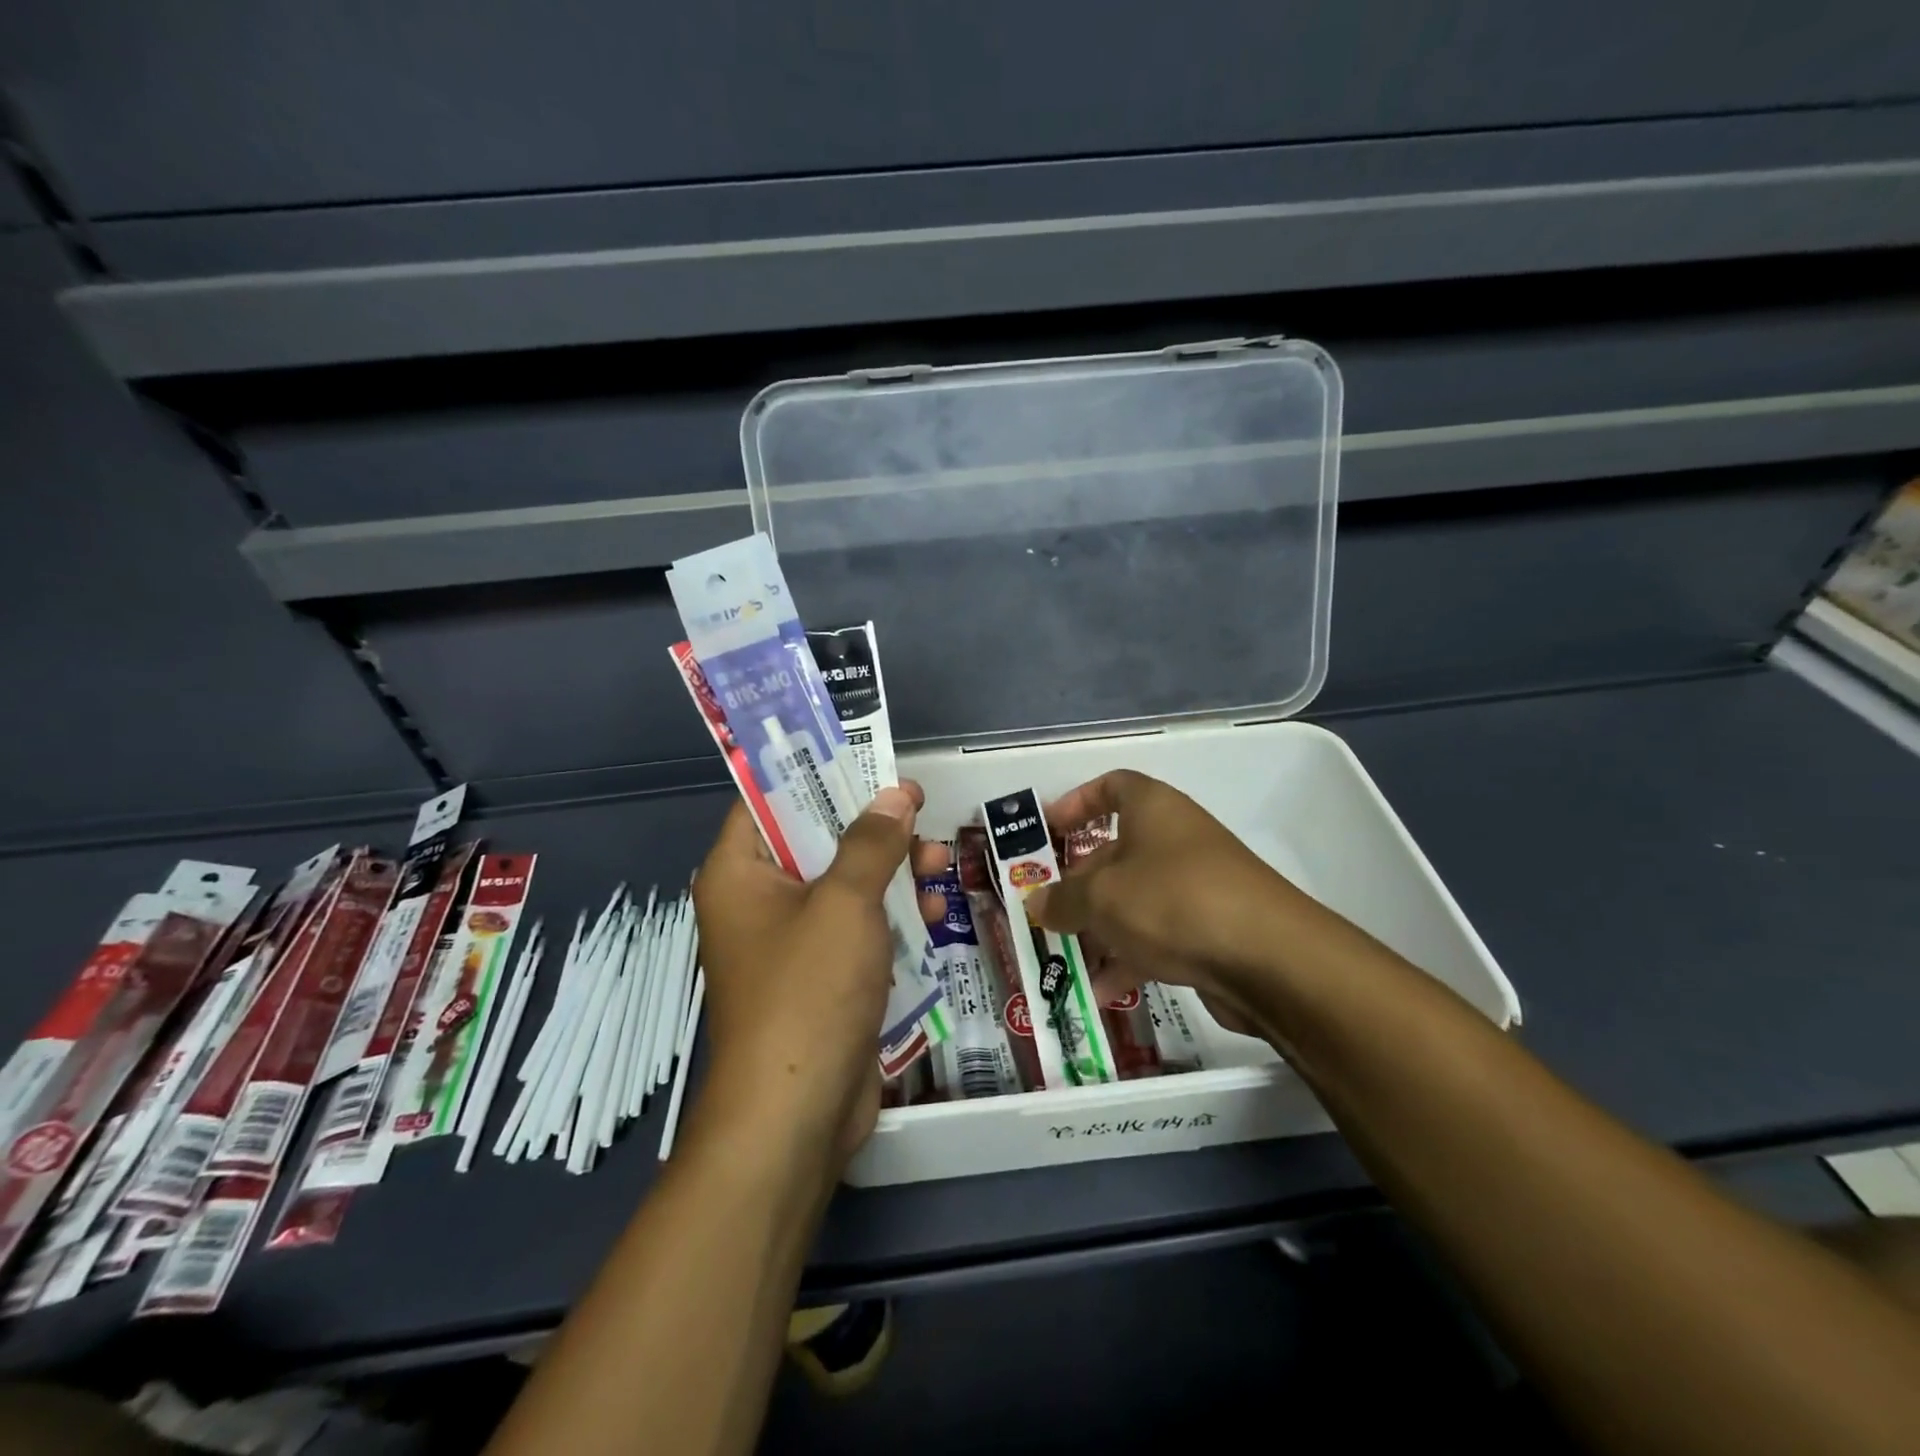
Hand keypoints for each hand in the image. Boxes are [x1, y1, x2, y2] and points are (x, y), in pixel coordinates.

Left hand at [692, 784, 944, 1175]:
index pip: (769, 799)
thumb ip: (871, 842)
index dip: (818, 773)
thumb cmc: (808, 991)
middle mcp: (758, 900)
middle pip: (817, 840)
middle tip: (919, 810)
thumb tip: (895, 794)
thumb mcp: (845, 903)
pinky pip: (857, 928)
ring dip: (891, 872)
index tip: (868, 758)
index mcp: (740, 872)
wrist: (796, 1115)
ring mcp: (791, 942)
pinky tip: (930, 913)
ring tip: (939, 861)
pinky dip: (890, 917)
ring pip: (845, 884)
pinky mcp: (822, 976)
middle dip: (873, 828)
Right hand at [1024, 770, 1303, 1039]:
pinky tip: (1104, 990)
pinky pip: (1157, 934)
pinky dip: (1130, 956)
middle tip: (1045, 910)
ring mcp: (1196, 885)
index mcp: (1152, 808)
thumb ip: (1061, 899)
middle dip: (1077, 882)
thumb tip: (1036, 903)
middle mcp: (1175, 839)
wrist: (1269, 959)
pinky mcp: (1210, 928)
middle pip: (1116, 850)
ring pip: (1134, 898)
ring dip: (1099, 926)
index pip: (1111, 786)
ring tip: (1067, 957)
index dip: (1075, 803)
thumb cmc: (1172, 901)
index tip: (1047, 831)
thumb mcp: (1101, 898)